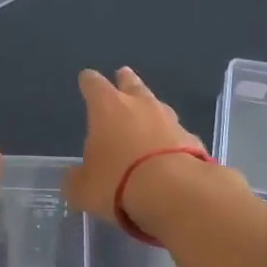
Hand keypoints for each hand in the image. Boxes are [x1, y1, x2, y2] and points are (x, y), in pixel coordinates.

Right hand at [62, 67, 204, 230]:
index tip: (86, 79)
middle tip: (123, 74)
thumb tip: (74, 177)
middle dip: (125, 80)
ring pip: (158, 106)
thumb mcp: (83, 188)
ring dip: (151, 109)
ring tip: (148, 114)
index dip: (88, 81)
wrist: (175, 192)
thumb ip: (76, 179)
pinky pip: (177, 134)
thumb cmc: (117, 182)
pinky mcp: (193, 140)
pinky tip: (168, 151)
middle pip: (131, 84)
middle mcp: (140, 105)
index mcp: (107, 107)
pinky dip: (170, 139)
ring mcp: (170, 120)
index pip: (93, 84)